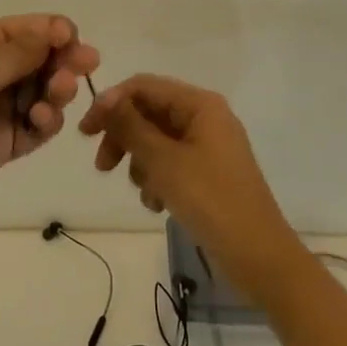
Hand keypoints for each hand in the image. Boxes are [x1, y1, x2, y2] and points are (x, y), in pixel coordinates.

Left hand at [0, 15, 99, 227]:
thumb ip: (18, 54)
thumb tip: (57, 31)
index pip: (27, 29)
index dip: (55, 32)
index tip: (75, 41)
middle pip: (41, 60)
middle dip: (64, 61)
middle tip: (85, 68)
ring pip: (42, 93)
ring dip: (57, 91)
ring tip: (56, 98)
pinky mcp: (1, 145)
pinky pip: (35, 128)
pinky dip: (46, 123)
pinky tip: (43, 121)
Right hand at [80, 75, 302, 302]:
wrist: (260, 258)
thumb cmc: (211, 201)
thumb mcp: (164, 161)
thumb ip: (131, 126)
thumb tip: (104, 97)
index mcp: (200, 105)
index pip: (144, 86)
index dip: (111, 103)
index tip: (86, 132)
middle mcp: (205, 117)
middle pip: (149, 113)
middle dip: (123, 137)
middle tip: (102, 166)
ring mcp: (208, 146)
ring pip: (157, 140)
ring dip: (140, 162)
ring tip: (141, 192)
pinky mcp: (208, 173)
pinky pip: (171, 163)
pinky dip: (157, 178)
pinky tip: (156, 204)